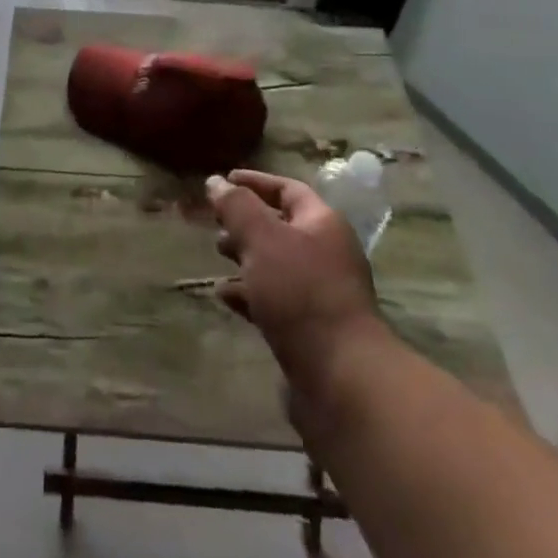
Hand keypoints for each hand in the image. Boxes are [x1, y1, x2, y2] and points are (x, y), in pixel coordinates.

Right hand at [208, 170, 383, 397]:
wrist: (342, 377)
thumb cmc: (301, 292)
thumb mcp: (262, 238)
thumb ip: (237, 207)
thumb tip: (215, 182)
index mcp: (322, 224)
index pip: (287, 189)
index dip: (255, 182)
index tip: (223, 180)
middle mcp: (326, 254)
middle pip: (281, 227)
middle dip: (246, 222)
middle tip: (215, 223)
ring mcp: (320, 294)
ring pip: (276, 264)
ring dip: (245, 257)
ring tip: (217, 256)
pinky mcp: (311, 329)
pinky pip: (275, 300)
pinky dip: (250, 293)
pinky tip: (225, 295)